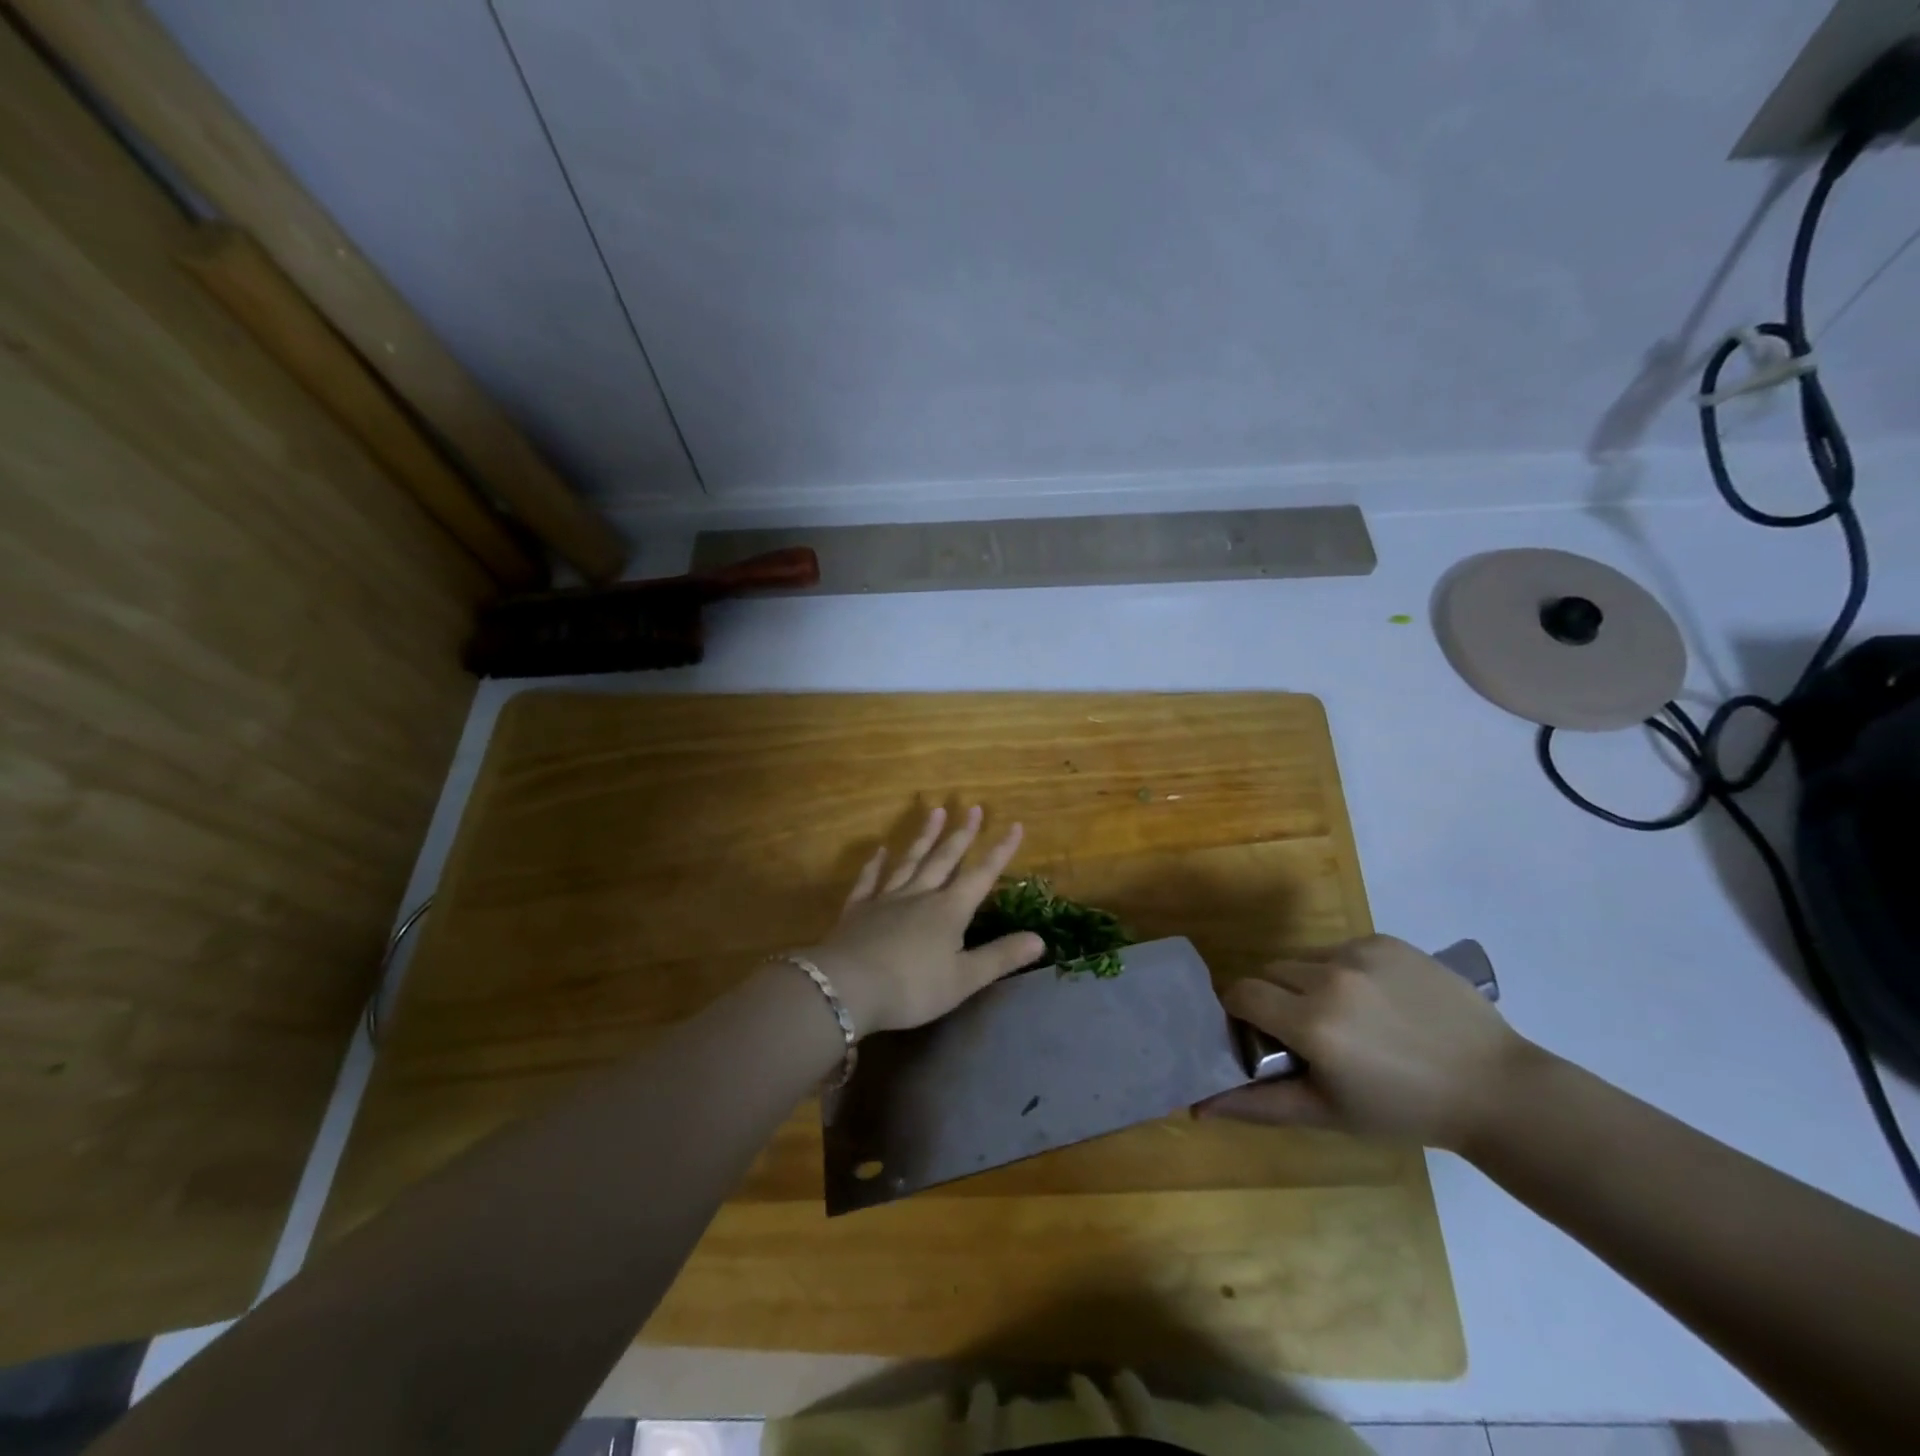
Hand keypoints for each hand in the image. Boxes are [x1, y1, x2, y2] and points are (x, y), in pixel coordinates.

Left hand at [803, 806, 1044, 1034]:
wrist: (848, 988)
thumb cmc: (912, 987)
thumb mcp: (964, 979)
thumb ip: (1001, 957)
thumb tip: (1040, 938)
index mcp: (949, 911)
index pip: (981, 875)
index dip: (1000, 851)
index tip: (1015, 825)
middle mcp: (920, 895)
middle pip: (944, 859)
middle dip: (962, 834)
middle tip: (973, 808)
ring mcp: (886, 899)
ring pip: (910, 861)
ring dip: (924, 837)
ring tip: (935, 812)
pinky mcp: (858, 910)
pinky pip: (869, 880)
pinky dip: (875, 864)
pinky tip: (880, 851)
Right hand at [1200, 934, 1536, 1149]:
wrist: (1495, 1088)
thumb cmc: (1405, 1111)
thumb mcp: (1328, 1113)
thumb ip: (1259, 1104)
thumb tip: (1198, 1107)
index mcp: (1310, 1022)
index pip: (1241, 993)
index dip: (1241, 1013)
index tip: (1260, 1035)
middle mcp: (1328, 977)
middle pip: (1270, 972)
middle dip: (1275, 998)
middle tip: (1305, 1033)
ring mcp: (1359, 953)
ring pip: (1303, 958)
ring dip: (1307, 982)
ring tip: (1345, 1017)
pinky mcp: (1386, 941)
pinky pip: (1340, 949)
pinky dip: (1343, 971)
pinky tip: (1376, 1001)